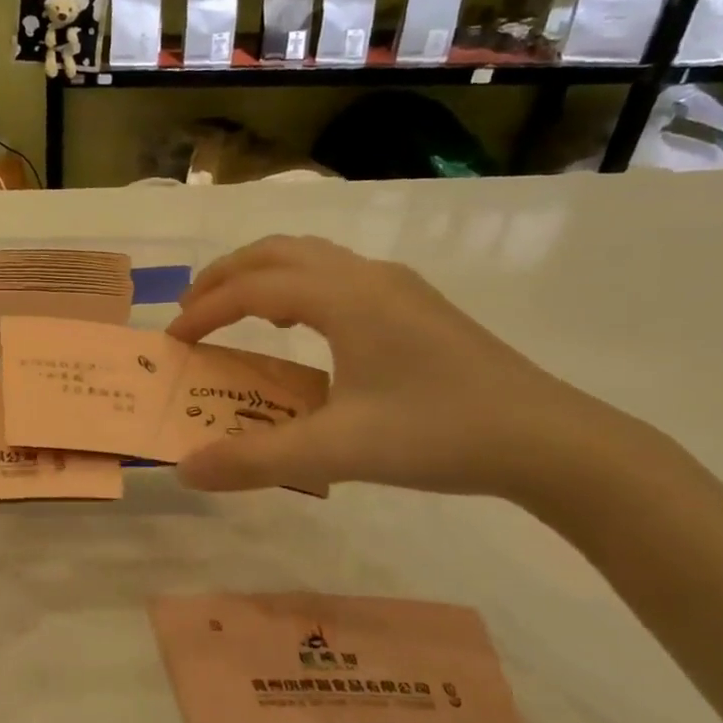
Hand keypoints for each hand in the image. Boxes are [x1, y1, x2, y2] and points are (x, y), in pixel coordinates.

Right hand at [166, 236, 598, 498]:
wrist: (548, 440)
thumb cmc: (438, 434)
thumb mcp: (336, 452)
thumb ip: (255, 460)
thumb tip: (186, 470)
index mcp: (344, 298)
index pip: (253, 288)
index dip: (205, 310)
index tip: (174, 341)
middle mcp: (367, 277)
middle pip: (278, 251)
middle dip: (226, 274)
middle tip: (191, 308)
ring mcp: (398, 287)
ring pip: (312, 257)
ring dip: (263, 275)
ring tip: (237, 310)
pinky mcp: (418, 306)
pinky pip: (339, 275)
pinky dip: (299, 286)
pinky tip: (303, 327)